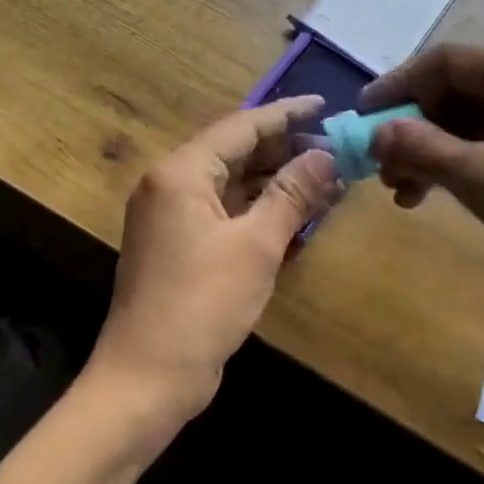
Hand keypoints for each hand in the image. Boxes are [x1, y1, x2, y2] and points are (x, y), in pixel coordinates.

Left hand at [90, 96, 338, 423]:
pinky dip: (259, 212)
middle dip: (285, 151)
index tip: (326, 106)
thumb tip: (326, 156)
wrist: (147, 377)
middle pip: (235, 153)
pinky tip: (297, 215)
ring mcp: (173, 219)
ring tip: (327, 180)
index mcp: (181, 173)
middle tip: (336, 151)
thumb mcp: (256, 246)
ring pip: (233, 185)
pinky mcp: (181, 247)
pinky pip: (226, 214)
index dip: (286, 115)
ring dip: (276, 183)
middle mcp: (171, 186)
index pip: (240, 126)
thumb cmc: (201, 304)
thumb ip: (292, 194)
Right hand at [361, 45, 483, 341]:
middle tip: (381, 165)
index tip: (362, 116)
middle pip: (455, 91)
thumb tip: (375, 132)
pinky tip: (423, 197)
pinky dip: (448, 168)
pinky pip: (479, 150)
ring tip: (399, 190)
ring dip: (425, 151)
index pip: (450, 61)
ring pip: (463, 124)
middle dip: (412, 126)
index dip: (400, 85)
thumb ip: (423, 148)